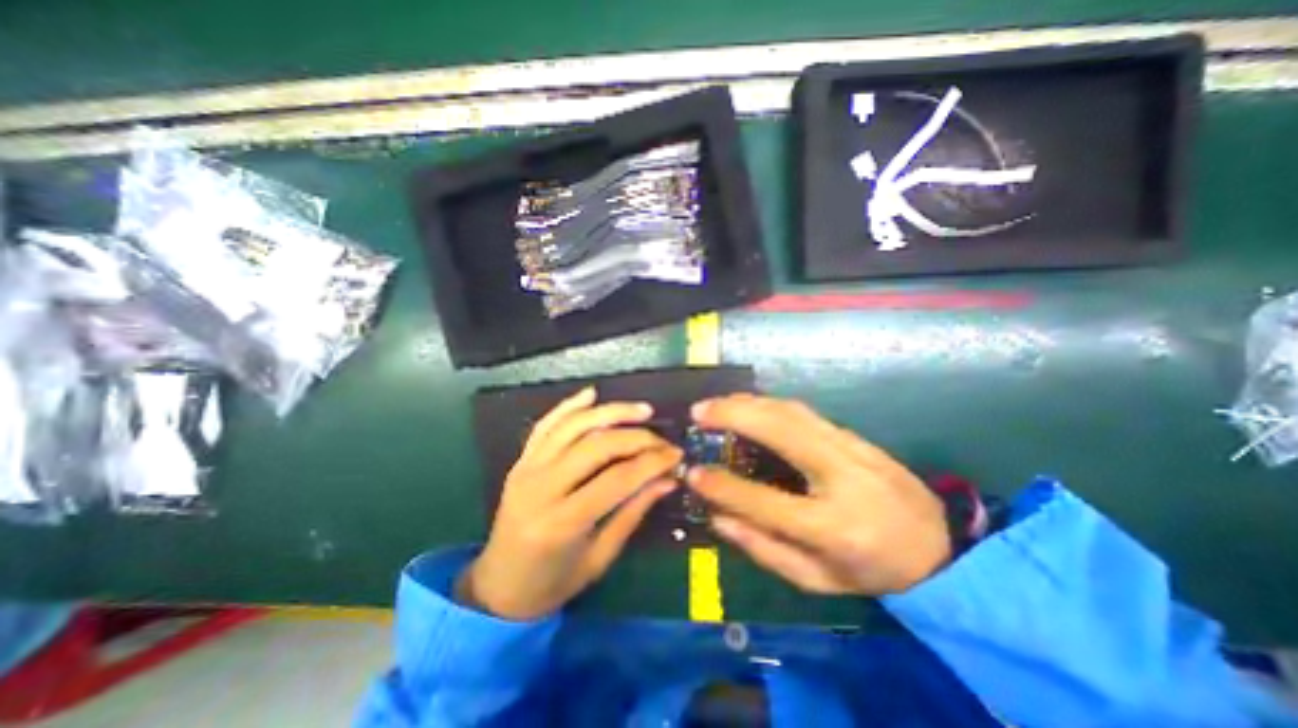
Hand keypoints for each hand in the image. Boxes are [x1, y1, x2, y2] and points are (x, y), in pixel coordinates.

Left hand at [456, 387, 679, 619]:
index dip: (652, 463)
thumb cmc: (553, 582)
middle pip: (597, 446)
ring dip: (610, 412)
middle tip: (663, 440)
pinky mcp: (521, 460)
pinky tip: (592, 394)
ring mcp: (526, 469)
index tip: (676, 455)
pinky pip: (546, 424)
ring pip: (573, 426)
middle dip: (637, 437)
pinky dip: (570, 406)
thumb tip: (667, 479)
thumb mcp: (600, 556)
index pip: (617, 479)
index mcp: (562, 522)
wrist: (499, 587)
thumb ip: (633, 512)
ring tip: (641, 410)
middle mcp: (541, 488)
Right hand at [683, 396, 949, 593]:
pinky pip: (804, 412)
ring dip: (749, 402)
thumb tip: (717, 517)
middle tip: (699, 412)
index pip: (765, 501)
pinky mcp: (855, 436)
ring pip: (792, 412)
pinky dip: (769, 404)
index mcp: (833, 528)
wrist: (938, 548)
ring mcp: (852, 450)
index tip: (693, 472)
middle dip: (734, 415)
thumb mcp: (816, 580)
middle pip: (781, 431)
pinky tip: (749, 405)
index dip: (723, 486)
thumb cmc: (872, 571)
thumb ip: (763, 548)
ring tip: (717, 404)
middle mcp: (843, 478)